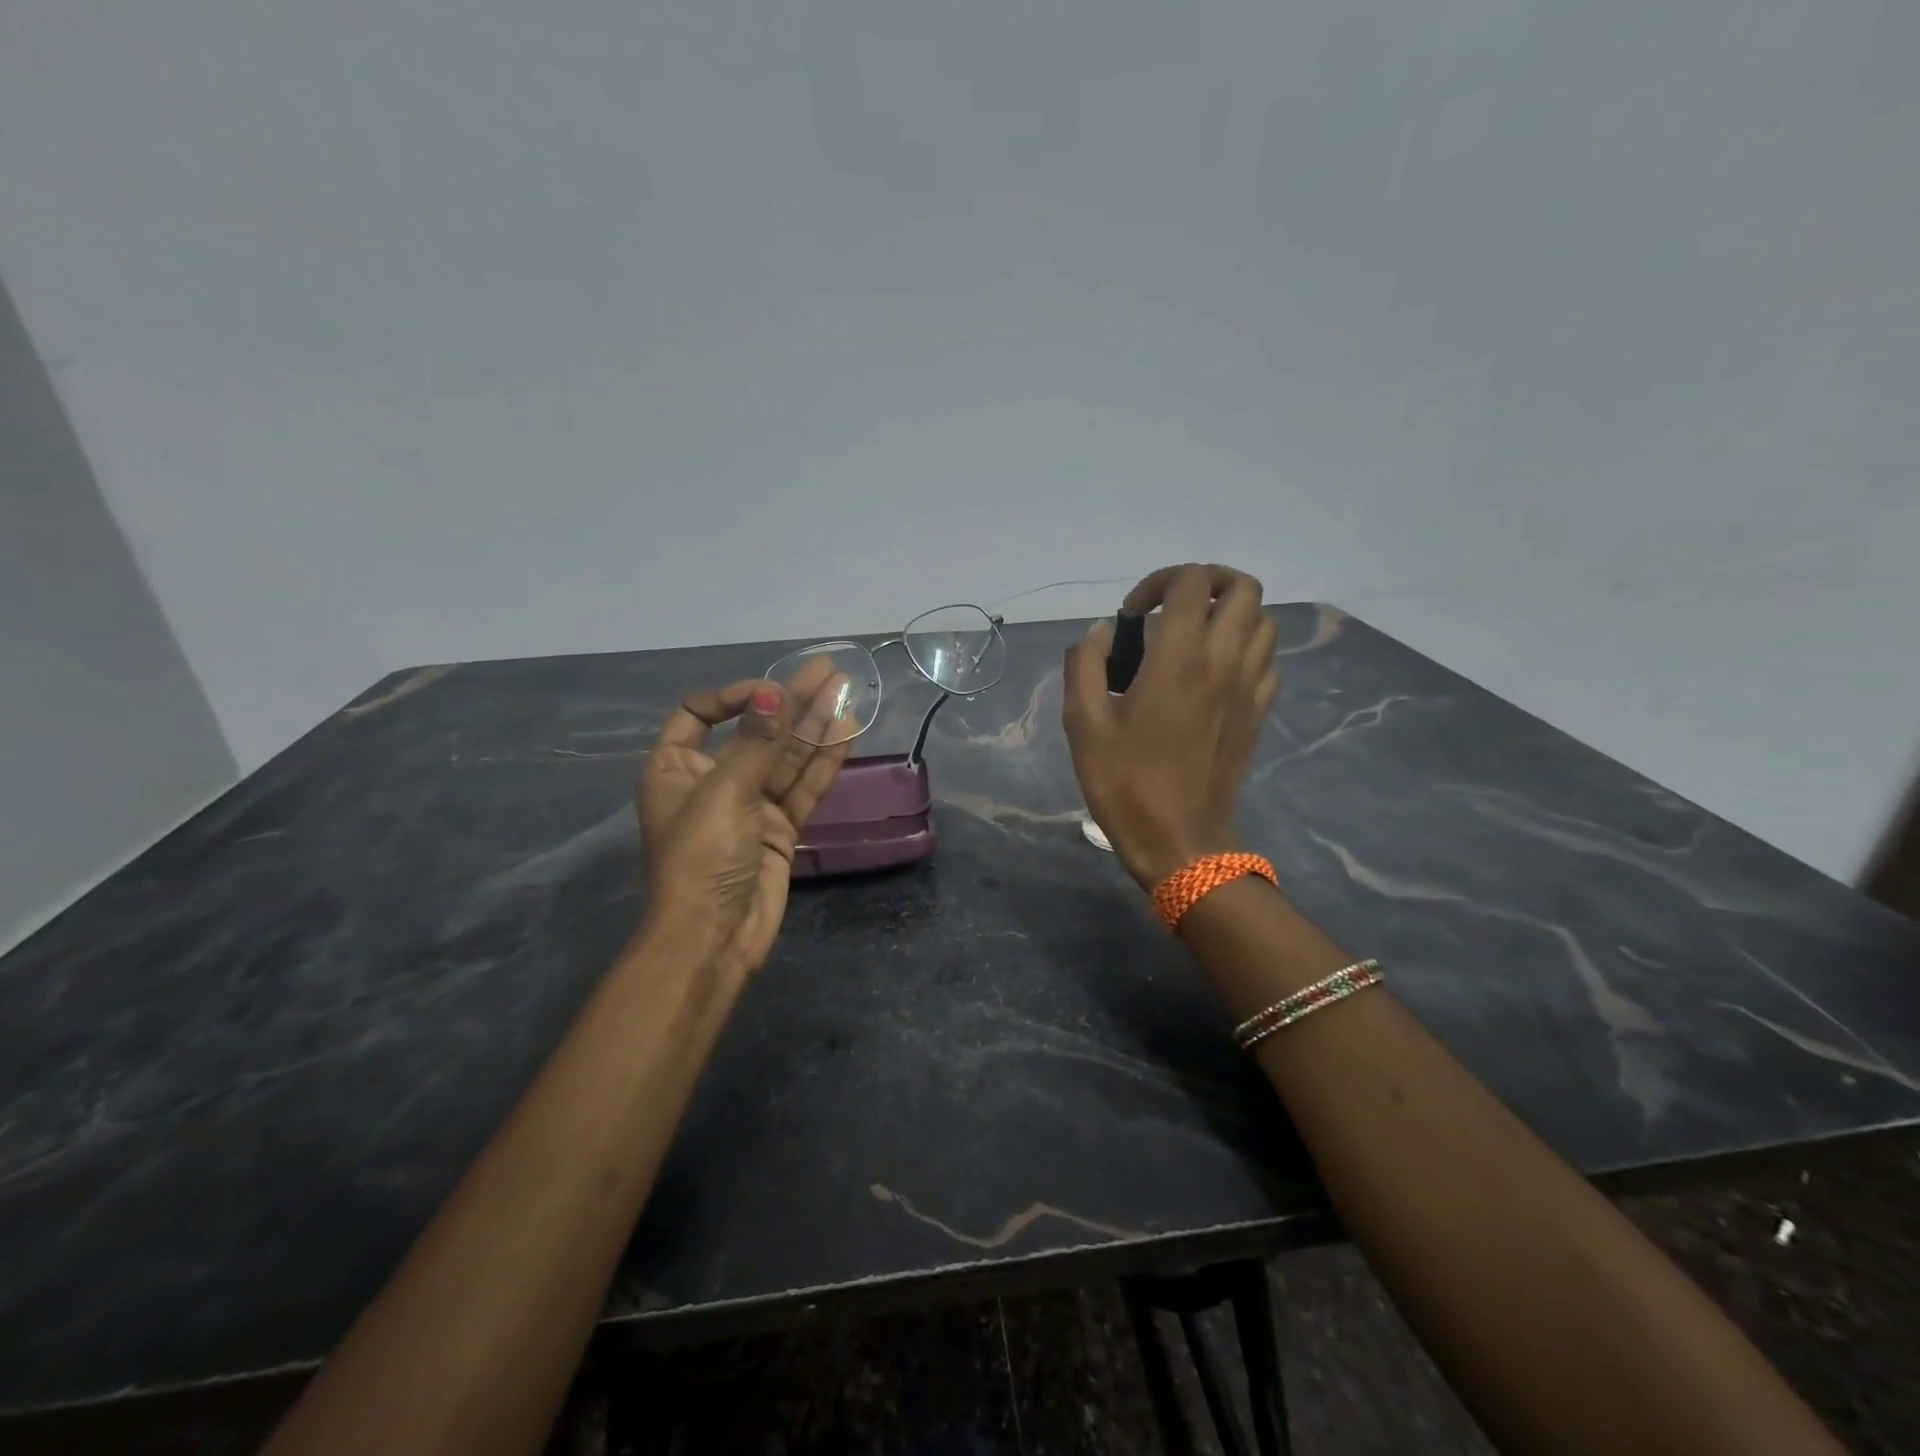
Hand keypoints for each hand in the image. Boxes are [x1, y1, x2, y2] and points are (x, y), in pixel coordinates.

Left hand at [638, 661, 851, 980]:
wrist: (712, 940)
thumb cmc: (701, 859)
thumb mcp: (723, 793)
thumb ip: (756, 742)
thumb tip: (773, 690)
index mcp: (676, 768)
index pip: (700, 714)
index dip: (735, 696)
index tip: (771, 691)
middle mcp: (712, 781)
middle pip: (756, 731)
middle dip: (792, 702)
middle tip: (831, 671)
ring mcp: (749, 806)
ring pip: (787, 757)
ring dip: (815, 726)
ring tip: (847, 691)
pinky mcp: (779, 829)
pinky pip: (803, 788)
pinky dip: (824, 763)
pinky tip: (847, 733)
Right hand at [1062, 563, 1278, 889]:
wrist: (1179, 840)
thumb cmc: (1125, 782)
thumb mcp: (1082, 723)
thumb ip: (1085, 664)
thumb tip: (1101, 635)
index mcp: (1179, 657)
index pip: (1190, 581)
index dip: (1158, 582)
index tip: (1133, 616)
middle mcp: (1225, 660)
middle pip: (1243, 587)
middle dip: (1206, 582)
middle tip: (1172, 609)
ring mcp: (1250, 687)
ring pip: (1263, 620)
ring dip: (1230, 614)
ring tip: (1194, 638)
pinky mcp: (1260, 712)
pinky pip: (1267, 660)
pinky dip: (1245, 649)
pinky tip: (1214, 673)